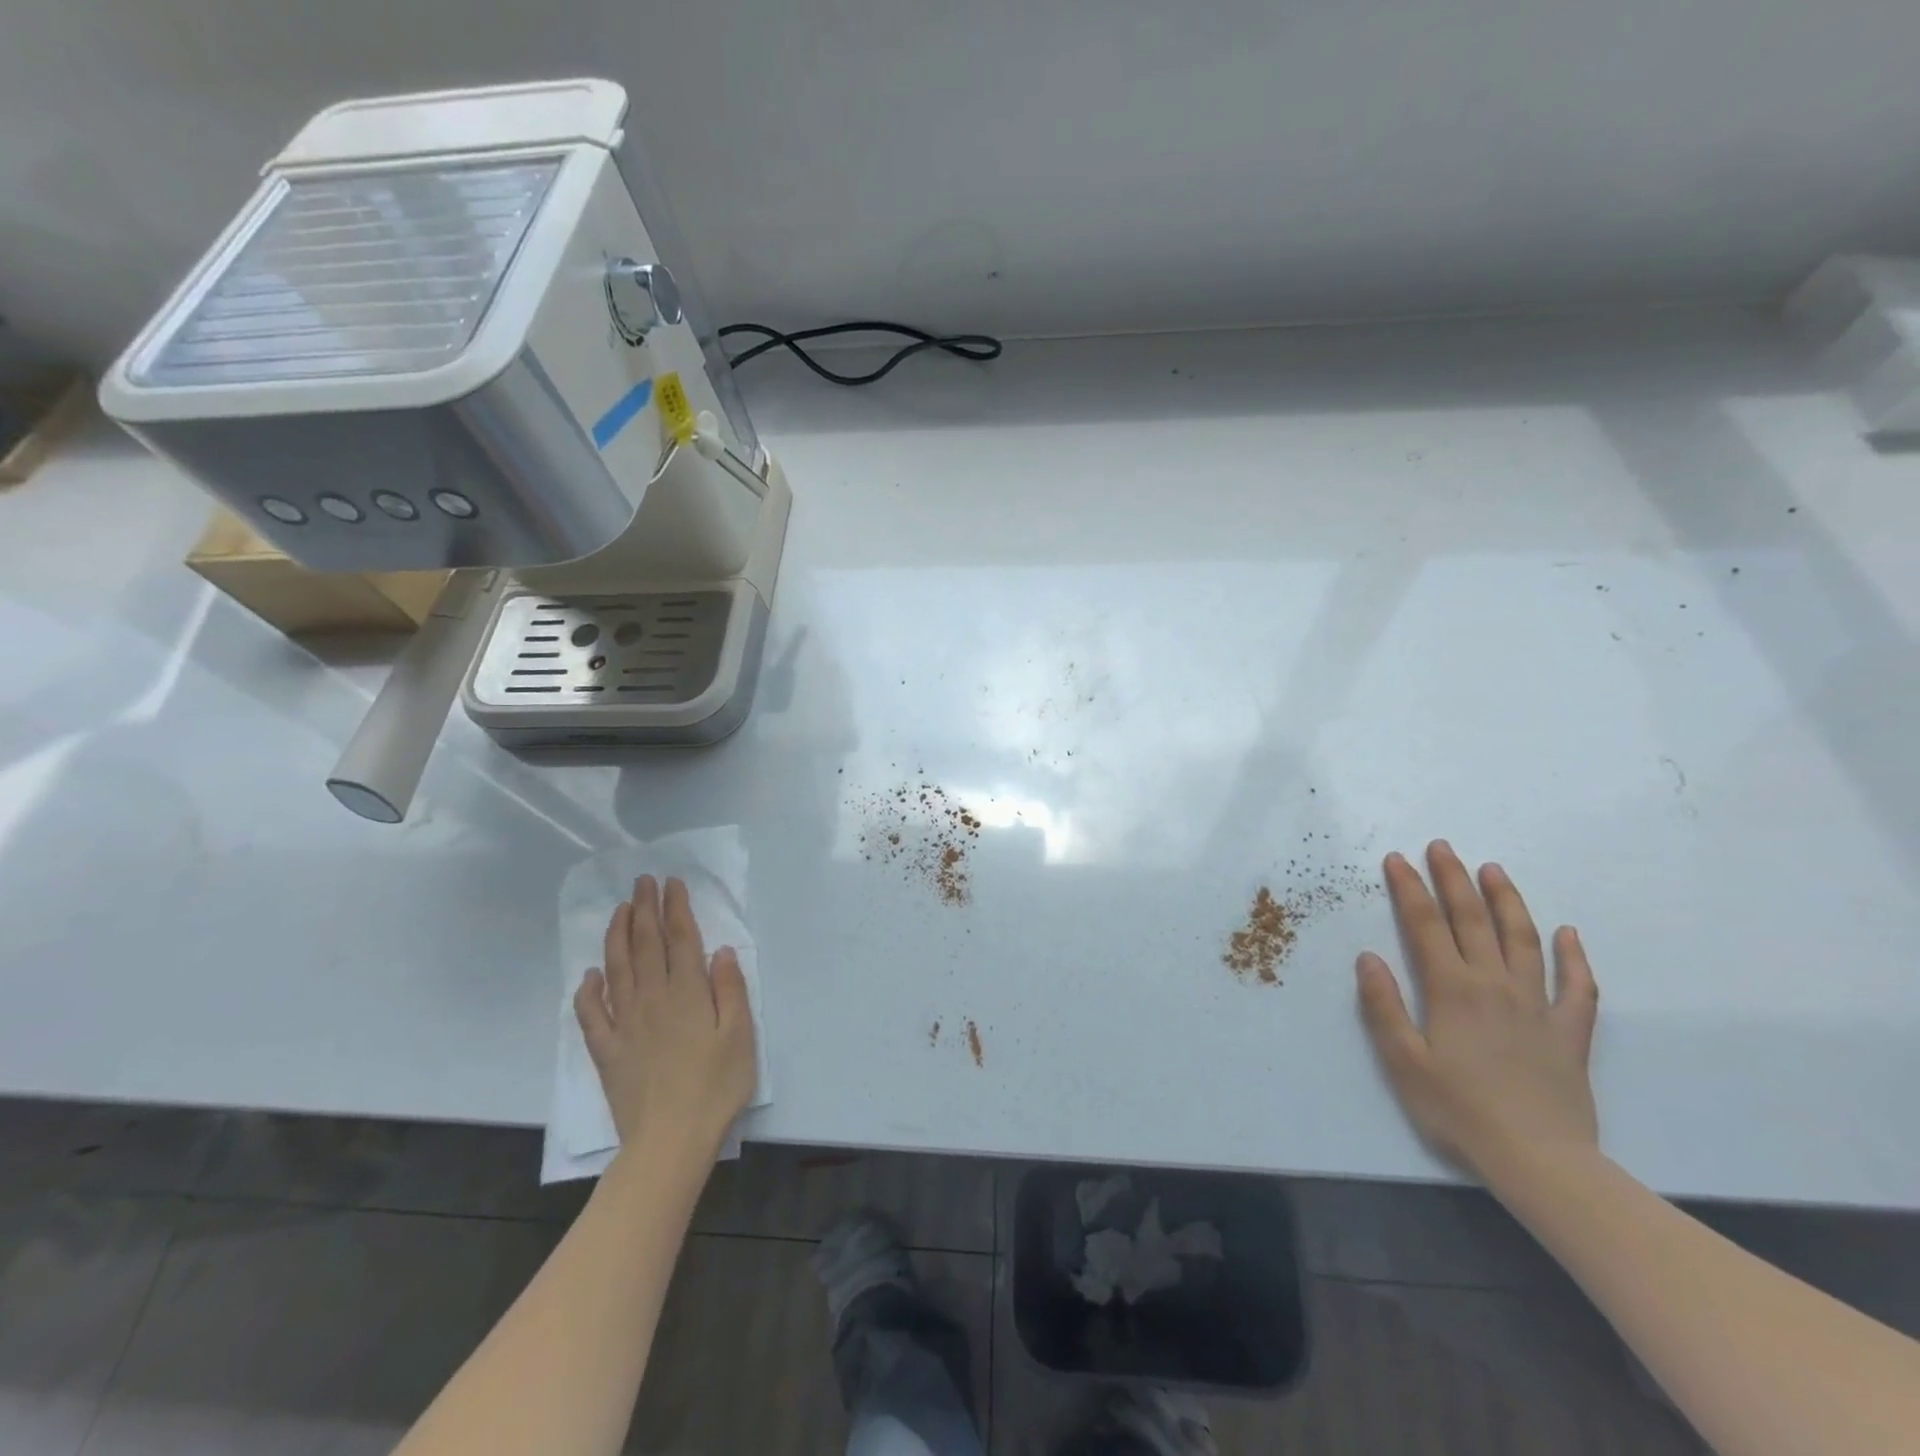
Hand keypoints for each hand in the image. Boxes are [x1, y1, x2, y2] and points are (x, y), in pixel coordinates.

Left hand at [574, 875, 756, 1164]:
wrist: (669, 1141)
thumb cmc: (715, 1087)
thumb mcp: (741, 1036)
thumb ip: (730, 990)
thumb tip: (718, 950)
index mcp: (688, 994)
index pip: (680, 939)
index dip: (675, 908)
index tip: (671, 883)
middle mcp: (653, 1000)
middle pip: (646, 945)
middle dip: (644, 909)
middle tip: (642, 881)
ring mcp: (625, 1024)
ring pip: (617, 969)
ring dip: (617, 936)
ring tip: (620, 910)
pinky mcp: (607, 1051)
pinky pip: (591, 1014)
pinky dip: (587, 991)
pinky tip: (589, 975)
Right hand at [1355, 841, 1600, 1185]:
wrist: (1541, 1162)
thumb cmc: (1459, 1111)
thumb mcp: (1403, 1061)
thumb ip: (1384, 1006)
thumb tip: (1368, 957)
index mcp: (1452, 990)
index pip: (1425, 925)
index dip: (1409, 889)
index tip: (1397, 860)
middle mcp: (1494, 985)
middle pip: (1473, 920)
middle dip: (1453, 880)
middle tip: (1442, 847)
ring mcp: (1537, 1006)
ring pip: (1523, 940)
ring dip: (1506, 901)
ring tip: (1493, 871)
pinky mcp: (1569, 1033)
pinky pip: (1577, 987)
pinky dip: (1573, 957)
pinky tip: (1568, 935)